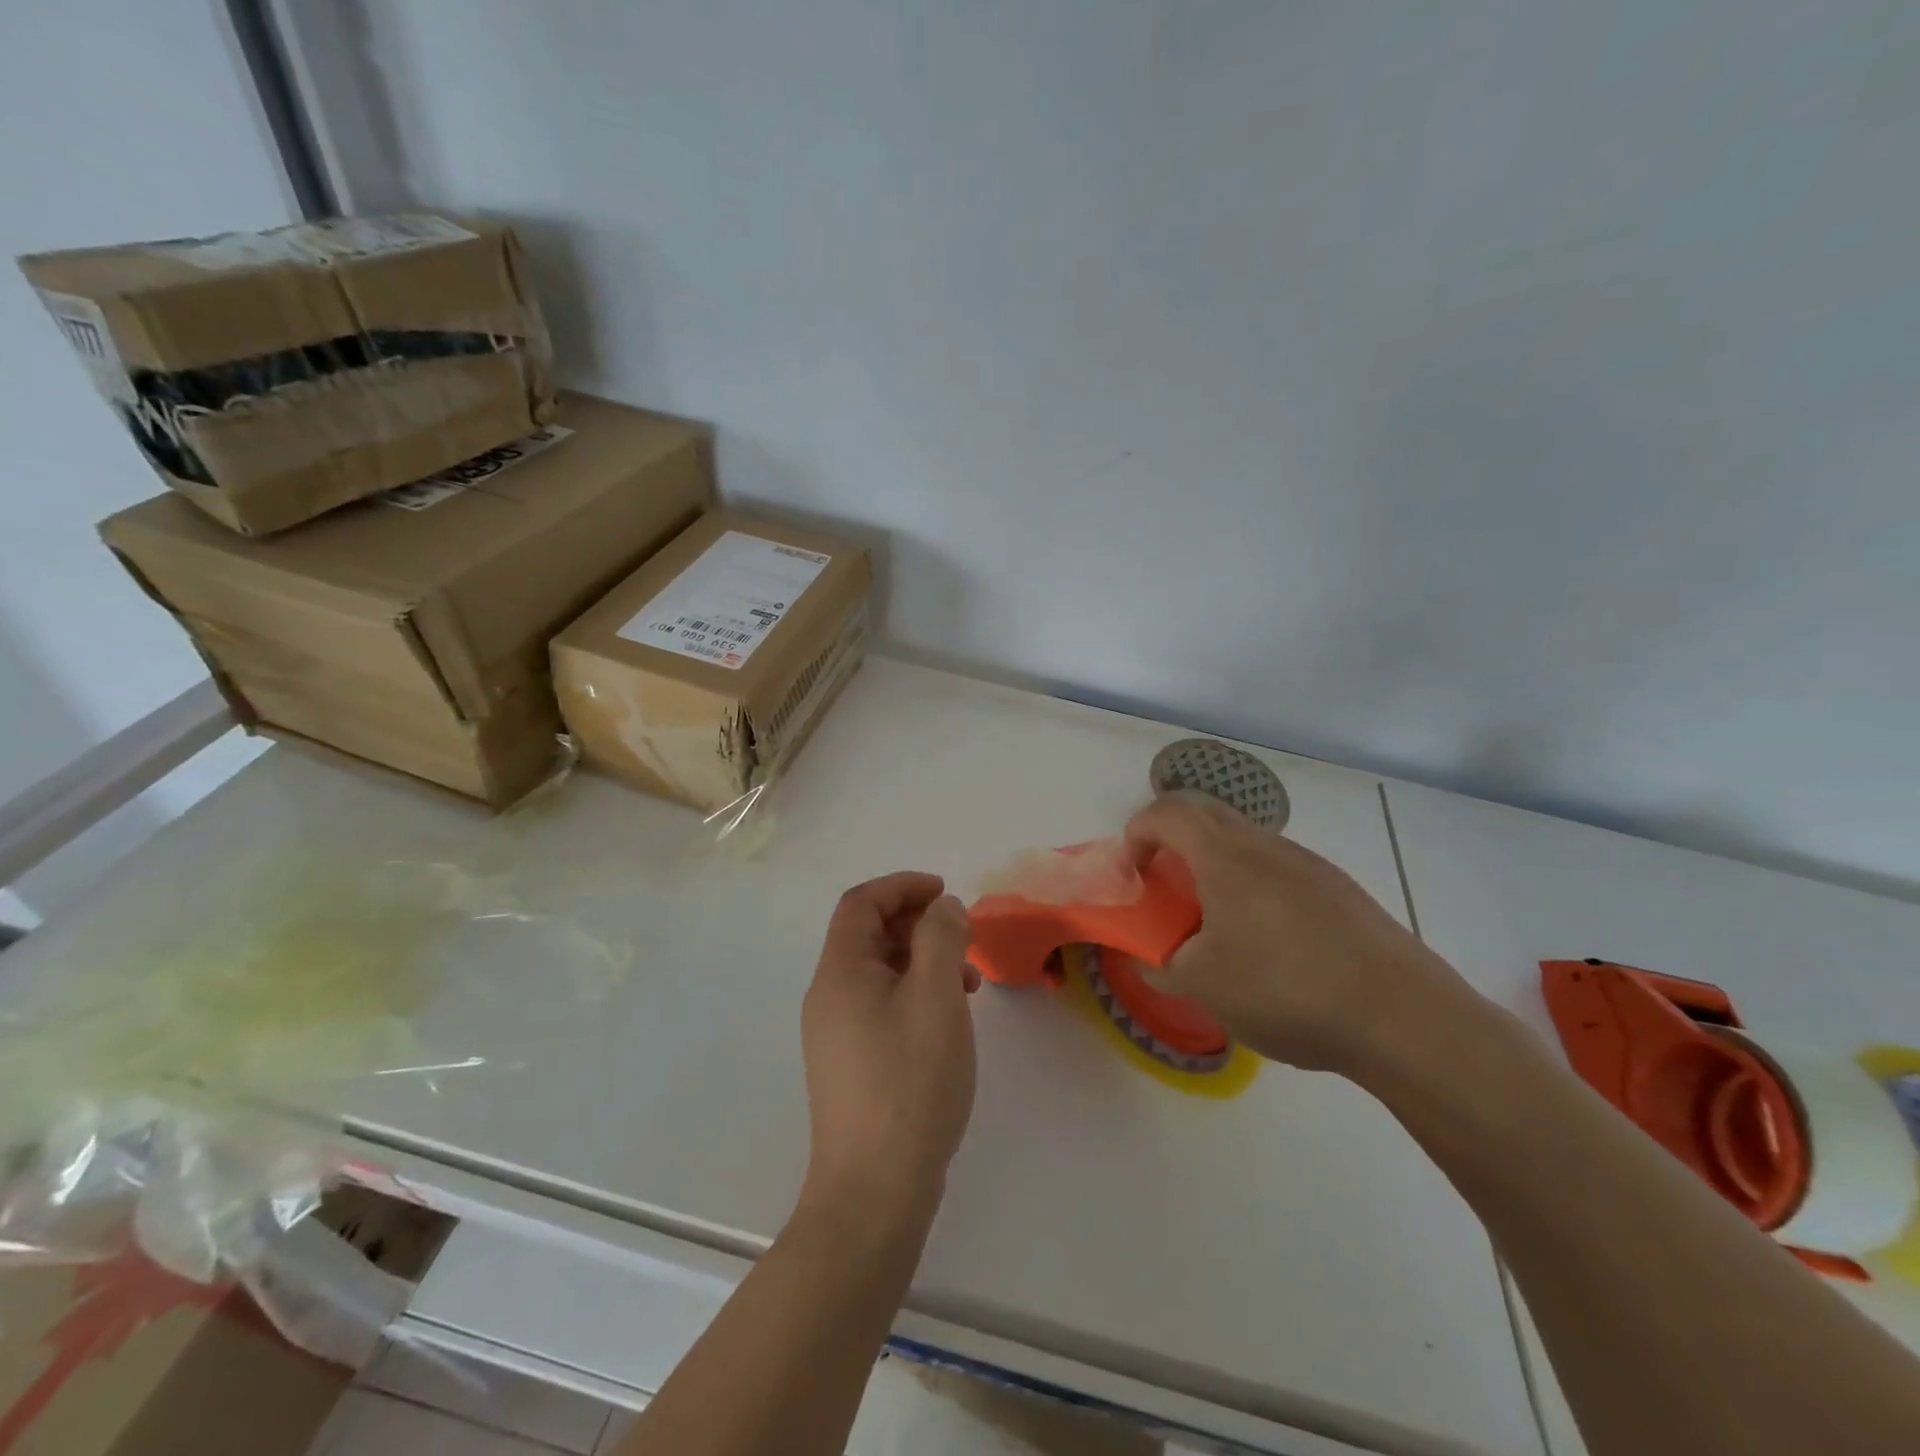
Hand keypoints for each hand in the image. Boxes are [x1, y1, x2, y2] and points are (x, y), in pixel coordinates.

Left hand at [799, 873, 977, 1223]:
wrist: (874, 1190)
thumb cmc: (909, 1083)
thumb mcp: (936, 999)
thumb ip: (941, 939)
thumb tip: (943, 906)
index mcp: (840, 973)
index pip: (861, 903)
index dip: (903, 886)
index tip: (946, 893)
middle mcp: (829, 996)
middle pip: (868, 934)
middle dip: (917, 923)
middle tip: (962, 937)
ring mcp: (837, 1032)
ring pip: (879, 971)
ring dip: (921, 960)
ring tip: (967, 982)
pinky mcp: (851, 1062)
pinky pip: (882, 1004)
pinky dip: (915, 993)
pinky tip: (947, 1019)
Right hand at [1124, 794, 1486, 1077]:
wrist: (1402, 1016)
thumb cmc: (1286, 990)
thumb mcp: (1204, 987)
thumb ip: (1162, 966)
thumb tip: (1152, 959)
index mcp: (1225, 858)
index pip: (1167, 812)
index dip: (1137, 832)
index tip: (1132, 873)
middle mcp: (1266, 846)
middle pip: (1207, 814)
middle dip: (1173, 840)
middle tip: (1165, 886)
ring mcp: (1308, 864)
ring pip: (1246, 841)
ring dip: (1216, 864)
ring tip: (1215, 921)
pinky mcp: (1340, 889)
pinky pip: (1279, 867)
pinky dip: (1253, 885)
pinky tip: (1269, 942)